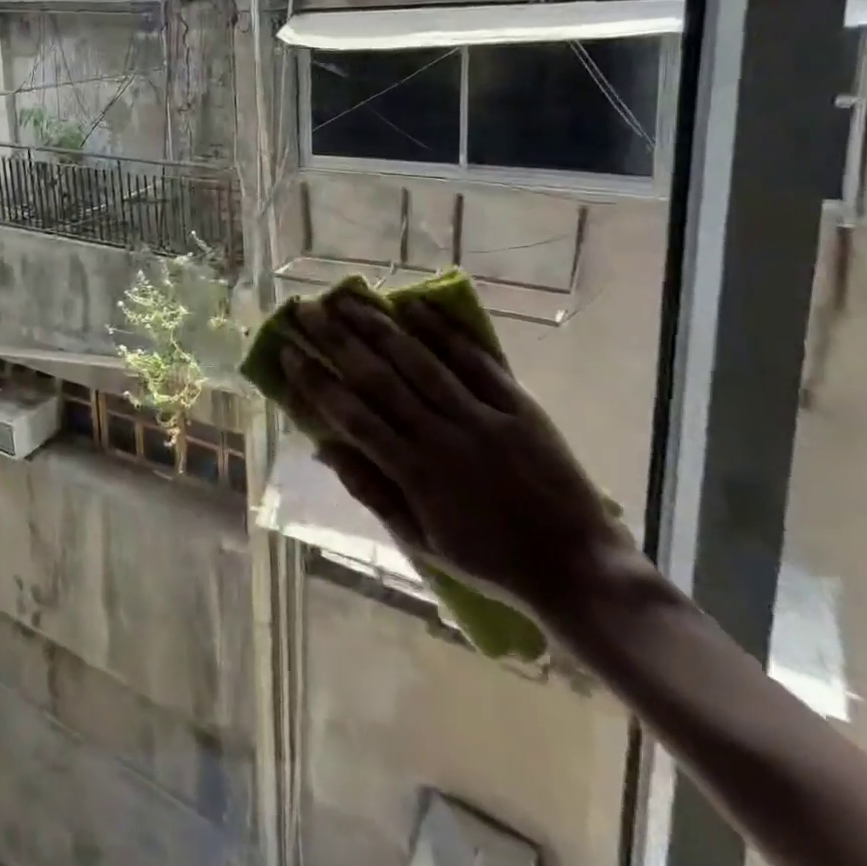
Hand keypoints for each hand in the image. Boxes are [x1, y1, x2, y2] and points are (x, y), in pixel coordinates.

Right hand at [280, 286, 632, 626]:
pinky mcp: (518, 404)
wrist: (578, 568)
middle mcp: (441, 436)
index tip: (288, 352)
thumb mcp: (422, 541)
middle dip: (337, 340)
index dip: (316, 382)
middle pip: (378, 378)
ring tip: (348, 297)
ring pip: (419, 360)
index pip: (352, 416)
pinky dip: (443, 330)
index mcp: (415, 474)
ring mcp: (481, 416)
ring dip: (379, 325)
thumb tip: (325, 448)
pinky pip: (474, 360)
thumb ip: (372, 492)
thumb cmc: (491, 560)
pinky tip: (415, 304)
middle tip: (307, 310)